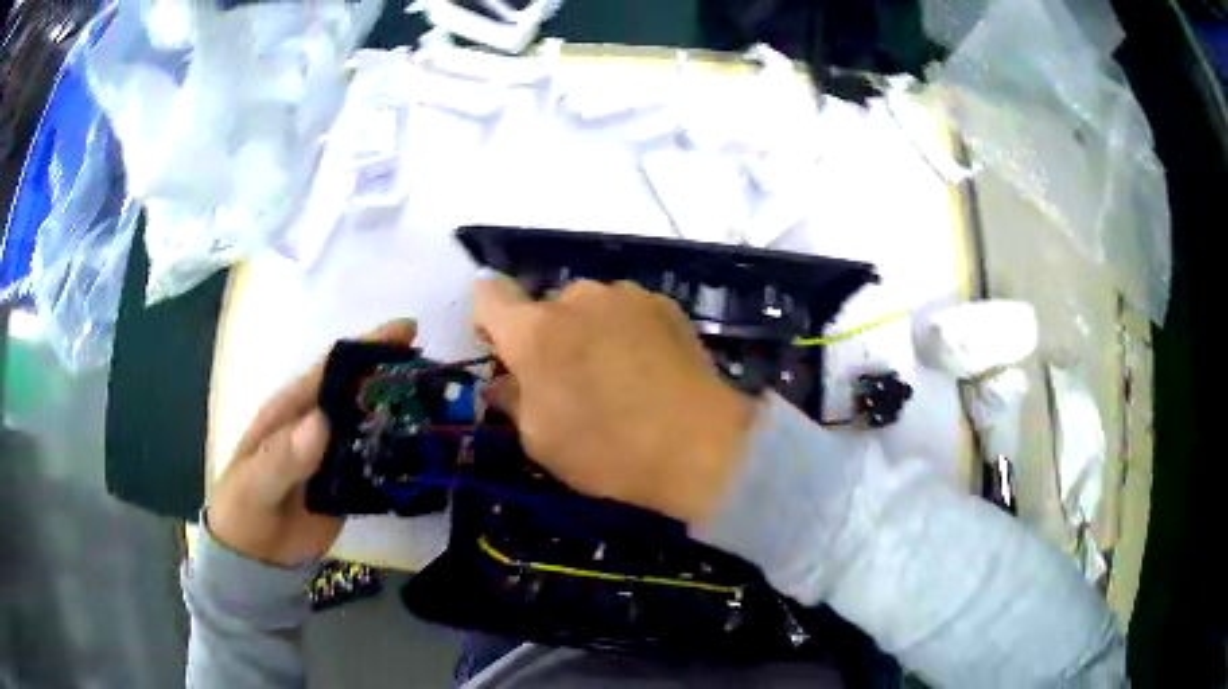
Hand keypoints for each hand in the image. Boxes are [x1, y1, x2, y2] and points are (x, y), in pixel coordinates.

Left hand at [208, 319, 417, 566]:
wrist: (255, 558)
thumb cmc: (244, 511)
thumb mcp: (255, 484)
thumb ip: (284, 457)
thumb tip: (321, 421)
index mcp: (290, 410)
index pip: (331, 369)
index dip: (366, 348)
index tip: (408, 331)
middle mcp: (316, 424)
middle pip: (360, 391)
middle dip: (396, 376)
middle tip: (438, 372)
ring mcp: (334, 454)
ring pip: (374, 425)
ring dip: (405, 414)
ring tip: (446, 407)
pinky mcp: (350, 484)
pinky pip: (380, 462)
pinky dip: (403, 456)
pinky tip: (432, 455)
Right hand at [475, 278, 754, 524]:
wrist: (700, 445)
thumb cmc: (608, 450)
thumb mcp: (540, 441)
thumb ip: (512, 400)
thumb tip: (504, 382)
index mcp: (533, 330)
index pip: (488, 294)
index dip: (488, 319)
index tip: (502, 350)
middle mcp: (576, 297)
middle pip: (543, 307)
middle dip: (546, 336)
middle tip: (568, 380)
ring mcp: (624, 294)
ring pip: (588, 308)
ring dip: (587, 331)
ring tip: (616, 376)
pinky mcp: (664, 302)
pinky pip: (626, 311)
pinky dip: (625, 331)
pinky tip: (648, 368)